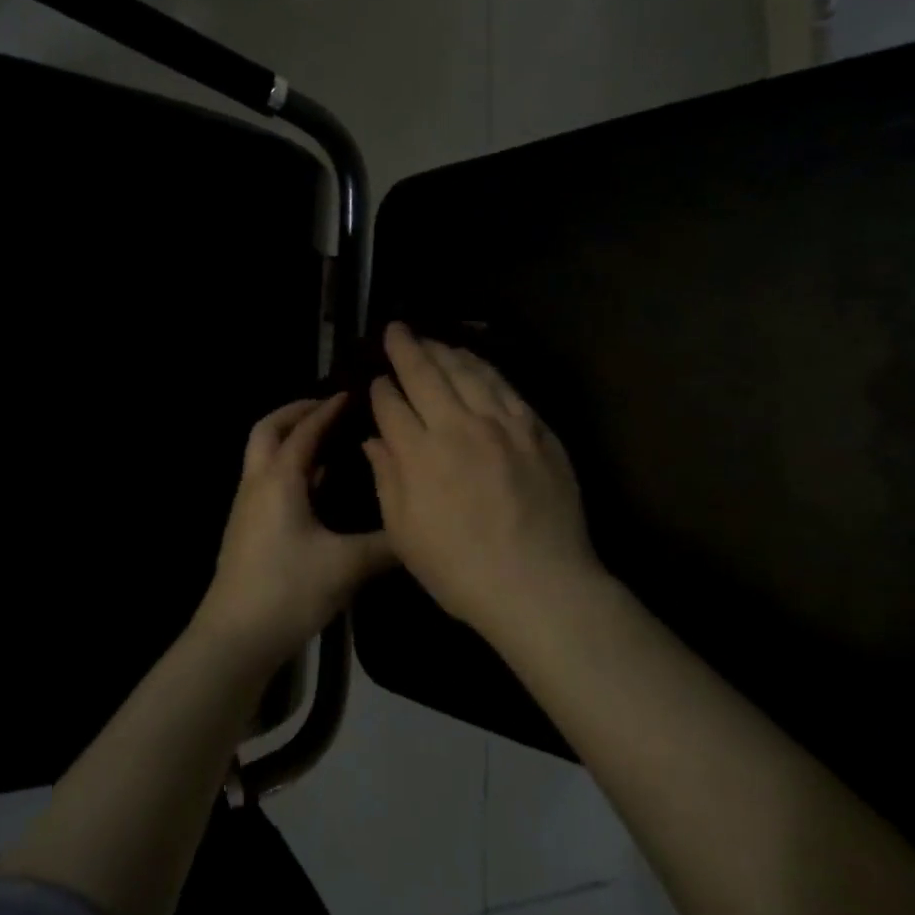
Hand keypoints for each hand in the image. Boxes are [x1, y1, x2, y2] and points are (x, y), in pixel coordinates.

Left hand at [195, 394, 394, 668]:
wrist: (235, 637)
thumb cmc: (288, 590)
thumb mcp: (346, 566)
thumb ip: (385, 544)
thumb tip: (417, 527)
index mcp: (279, 479)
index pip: (305, 430)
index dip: (328, 409)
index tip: (352, 393)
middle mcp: (257, 483)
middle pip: (268, 430)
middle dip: (296, 412)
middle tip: (328, 408)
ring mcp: (247, 506)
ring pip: (263, 455)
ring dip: (290, 440)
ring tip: (329, 442)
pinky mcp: (246, 528)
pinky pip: (267, 480)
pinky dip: (289, 469)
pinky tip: (318, 489)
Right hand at [365, 322, 601, 635]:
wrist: (541, 585)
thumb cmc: (461, 570)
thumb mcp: (405, 535)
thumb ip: (387, 479)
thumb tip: (373, 440)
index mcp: (420, 455)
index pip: (391, 405)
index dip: (380, 389)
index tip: (375, 380)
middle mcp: (458, 427)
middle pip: (426, 374)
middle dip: (406, 348)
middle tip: (396, 329)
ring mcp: (502, 424)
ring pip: (467, 371)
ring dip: (444, 351)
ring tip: (430, 339)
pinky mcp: (535, 429)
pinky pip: (504, 386)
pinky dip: (483, 367)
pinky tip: (473, 361)